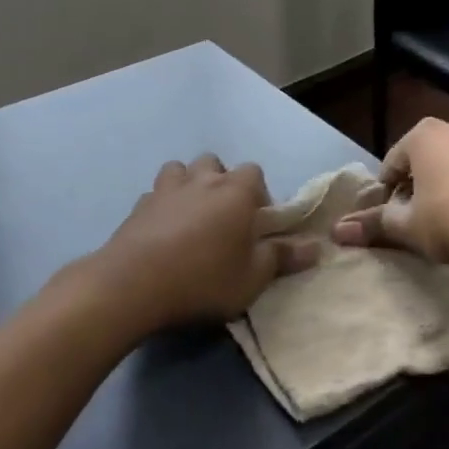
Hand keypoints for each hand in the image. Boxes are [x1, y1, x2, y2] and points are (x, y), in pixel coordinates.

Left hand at [89, 156, 312, 334]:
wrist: (133, 284)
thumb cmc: (204, 279)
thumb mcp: (252, 278)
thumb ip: (282, 258)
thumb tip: (315, 247)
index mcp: (236, 191)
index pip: (255, 173)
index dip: (258, 195)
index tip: (257, 223)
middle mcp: (202, 179)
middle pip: (216, 164)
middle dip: (222, 183)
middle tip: (223, 218)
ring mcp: (166, 188)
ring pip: (181, 169)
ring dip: (188, 185)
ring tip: (190, 217)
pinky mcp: (138, 204)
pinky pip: (156, 194)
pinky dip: (162, 205)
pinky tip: (161, 231)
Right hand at [330, 118, 448, 268]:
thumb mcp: (408, 226)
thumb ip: (373, 225)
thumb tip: (336, 231)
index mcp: (422, 135)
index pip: (390, 164)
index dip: (385, 195)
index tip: (390, 222)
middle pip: (420, 161)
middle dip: (414, 190)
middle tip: (415, 223)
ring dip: (442, 190)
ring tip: (444, 225)